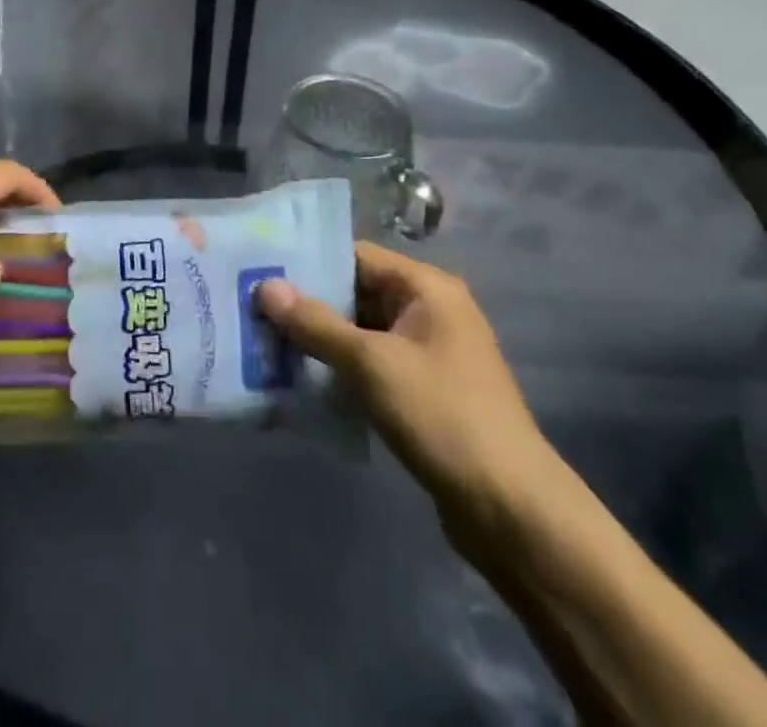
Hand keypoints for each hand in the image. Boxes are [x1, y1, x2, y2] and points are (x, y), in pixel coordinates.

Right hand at [256, 242, 554, 544]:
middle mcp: (430, 311)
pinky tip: (301, 382)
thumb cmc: (442, 416)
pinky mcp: (425, 393)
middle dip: (309, 305)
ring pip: (362, 333)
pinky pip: (373, 366)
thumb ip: (316, 324)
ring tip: (266, 344)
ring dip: (321, 341)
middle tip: (254, 310)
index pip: (357, 256)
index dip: (310, 262)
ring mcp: (430, 354)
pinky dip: (341, 370)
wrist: (512, 510)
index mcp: (427, 288)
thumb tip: (265, 286)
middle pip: (357, 293)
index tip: (261, 271)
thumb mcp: (372, 363)